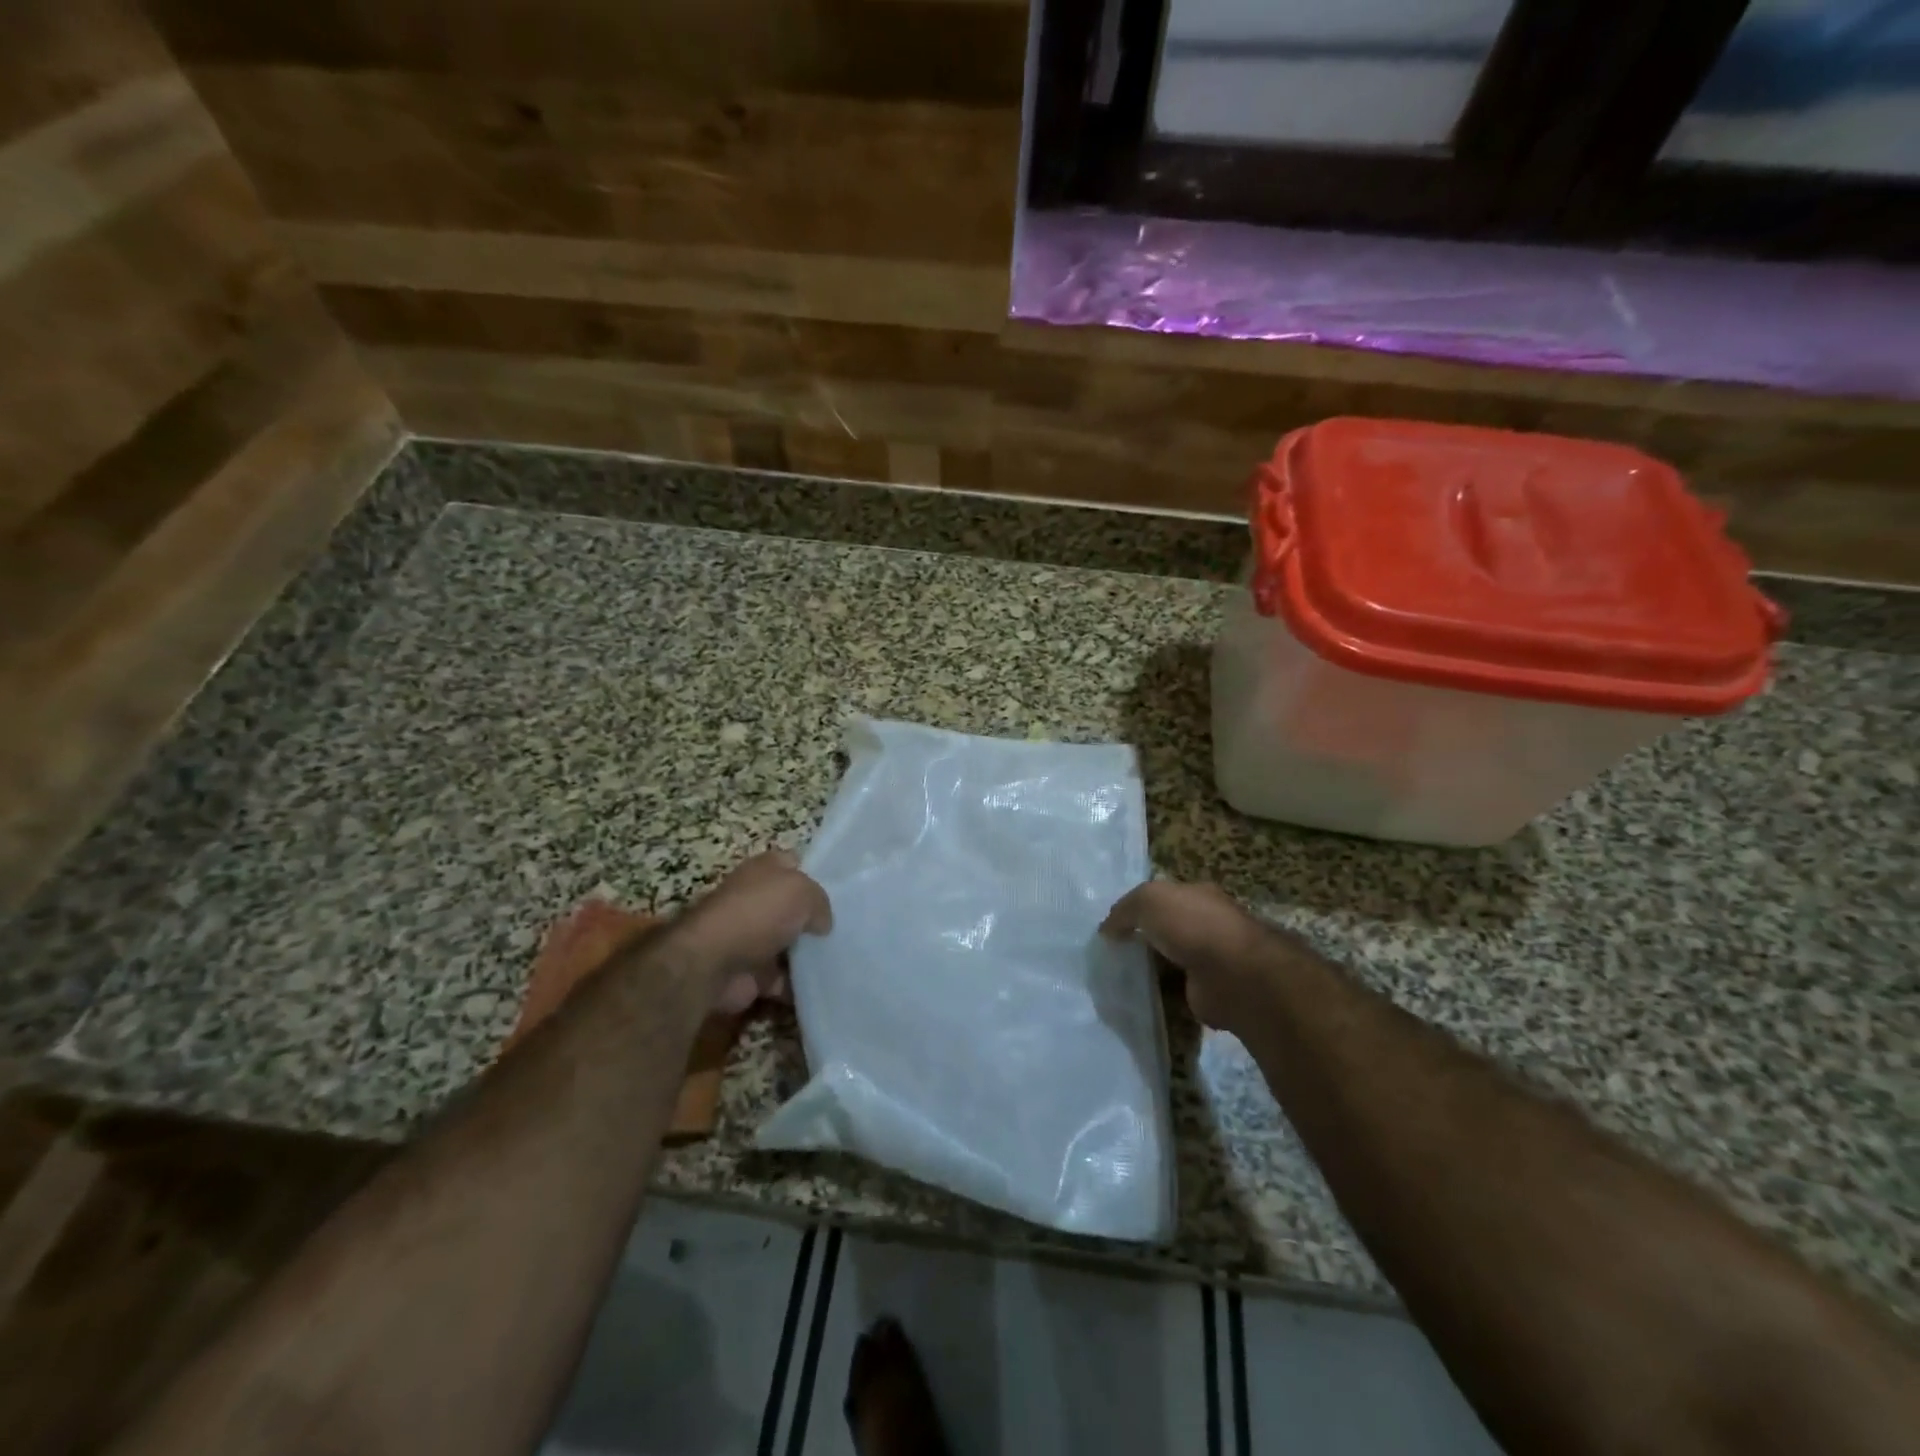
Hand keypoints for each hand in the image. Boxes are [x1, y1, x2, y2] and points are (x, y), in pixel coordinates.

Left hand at [675, 851, 832, 1012]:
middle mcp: (756, 901)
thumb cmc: (758, 913)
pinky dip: (800, 988)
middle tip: (848, 931)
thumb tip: (822, 924)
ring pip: (792, 945)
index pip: (794, 864)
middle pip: (794, 908)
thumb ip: (821, 903)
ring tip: (846, 962)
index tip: (842, 892)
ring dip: (811, 956)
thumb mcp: (802, 892)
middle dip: (817, 920)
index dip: (816, 875)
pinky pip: (784, 980)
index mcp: (765, 870)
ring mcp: (752, 938)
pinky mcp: (751, 974)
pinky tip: (826, 988)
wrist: (711, 963)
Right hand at [1101, 879, 1290, 1030]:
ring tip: (1117, 978)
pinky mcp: (1207, 992)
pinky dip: (1159, 995)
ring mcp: (1210, 960)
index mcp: (1197, 896)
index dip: (1139, 909)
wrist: (1233, 974)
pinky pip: (1175, 991)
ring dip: (1150, 970)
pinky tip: (1136, 999)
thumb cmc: (1192, 925)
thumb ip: (1124, 910)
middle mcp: (1206, 925)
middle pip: (1166, 930)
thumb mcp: (1149, 900)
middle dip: (1143, 941)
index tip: (1113, 927)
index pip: (1164, 898)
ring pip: (1170, 961)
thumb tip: (1106, 930)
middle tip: (1110, 954)